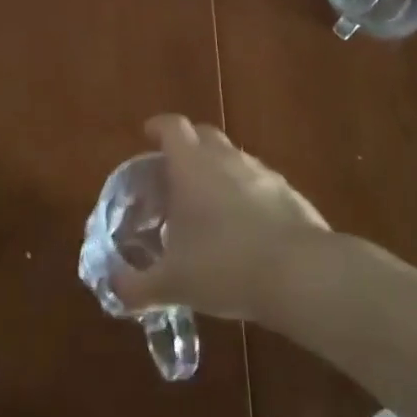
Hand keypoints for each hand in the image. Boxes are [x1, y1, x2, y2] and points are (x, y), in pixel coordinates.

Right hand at [111, 114, 330, 322]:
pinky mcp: (290, 194)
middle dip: (187, 146)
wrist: (301, 274)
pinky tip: (244, 228)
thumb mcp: (173, 283)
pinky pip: (259, 184)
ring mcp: (263, 173)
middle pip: (204, 135)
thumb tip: (114, 289)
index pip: (172, 127)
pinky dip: (246, 195)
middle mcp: (227, 159)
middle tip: (174, 173)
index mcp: (192, 165)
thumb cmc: (225, 265)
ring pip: (233, 158)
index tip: (148, 134)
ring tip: (208, 205)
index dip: (158, 127)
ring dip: (218, 171)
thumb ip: (138, 286)